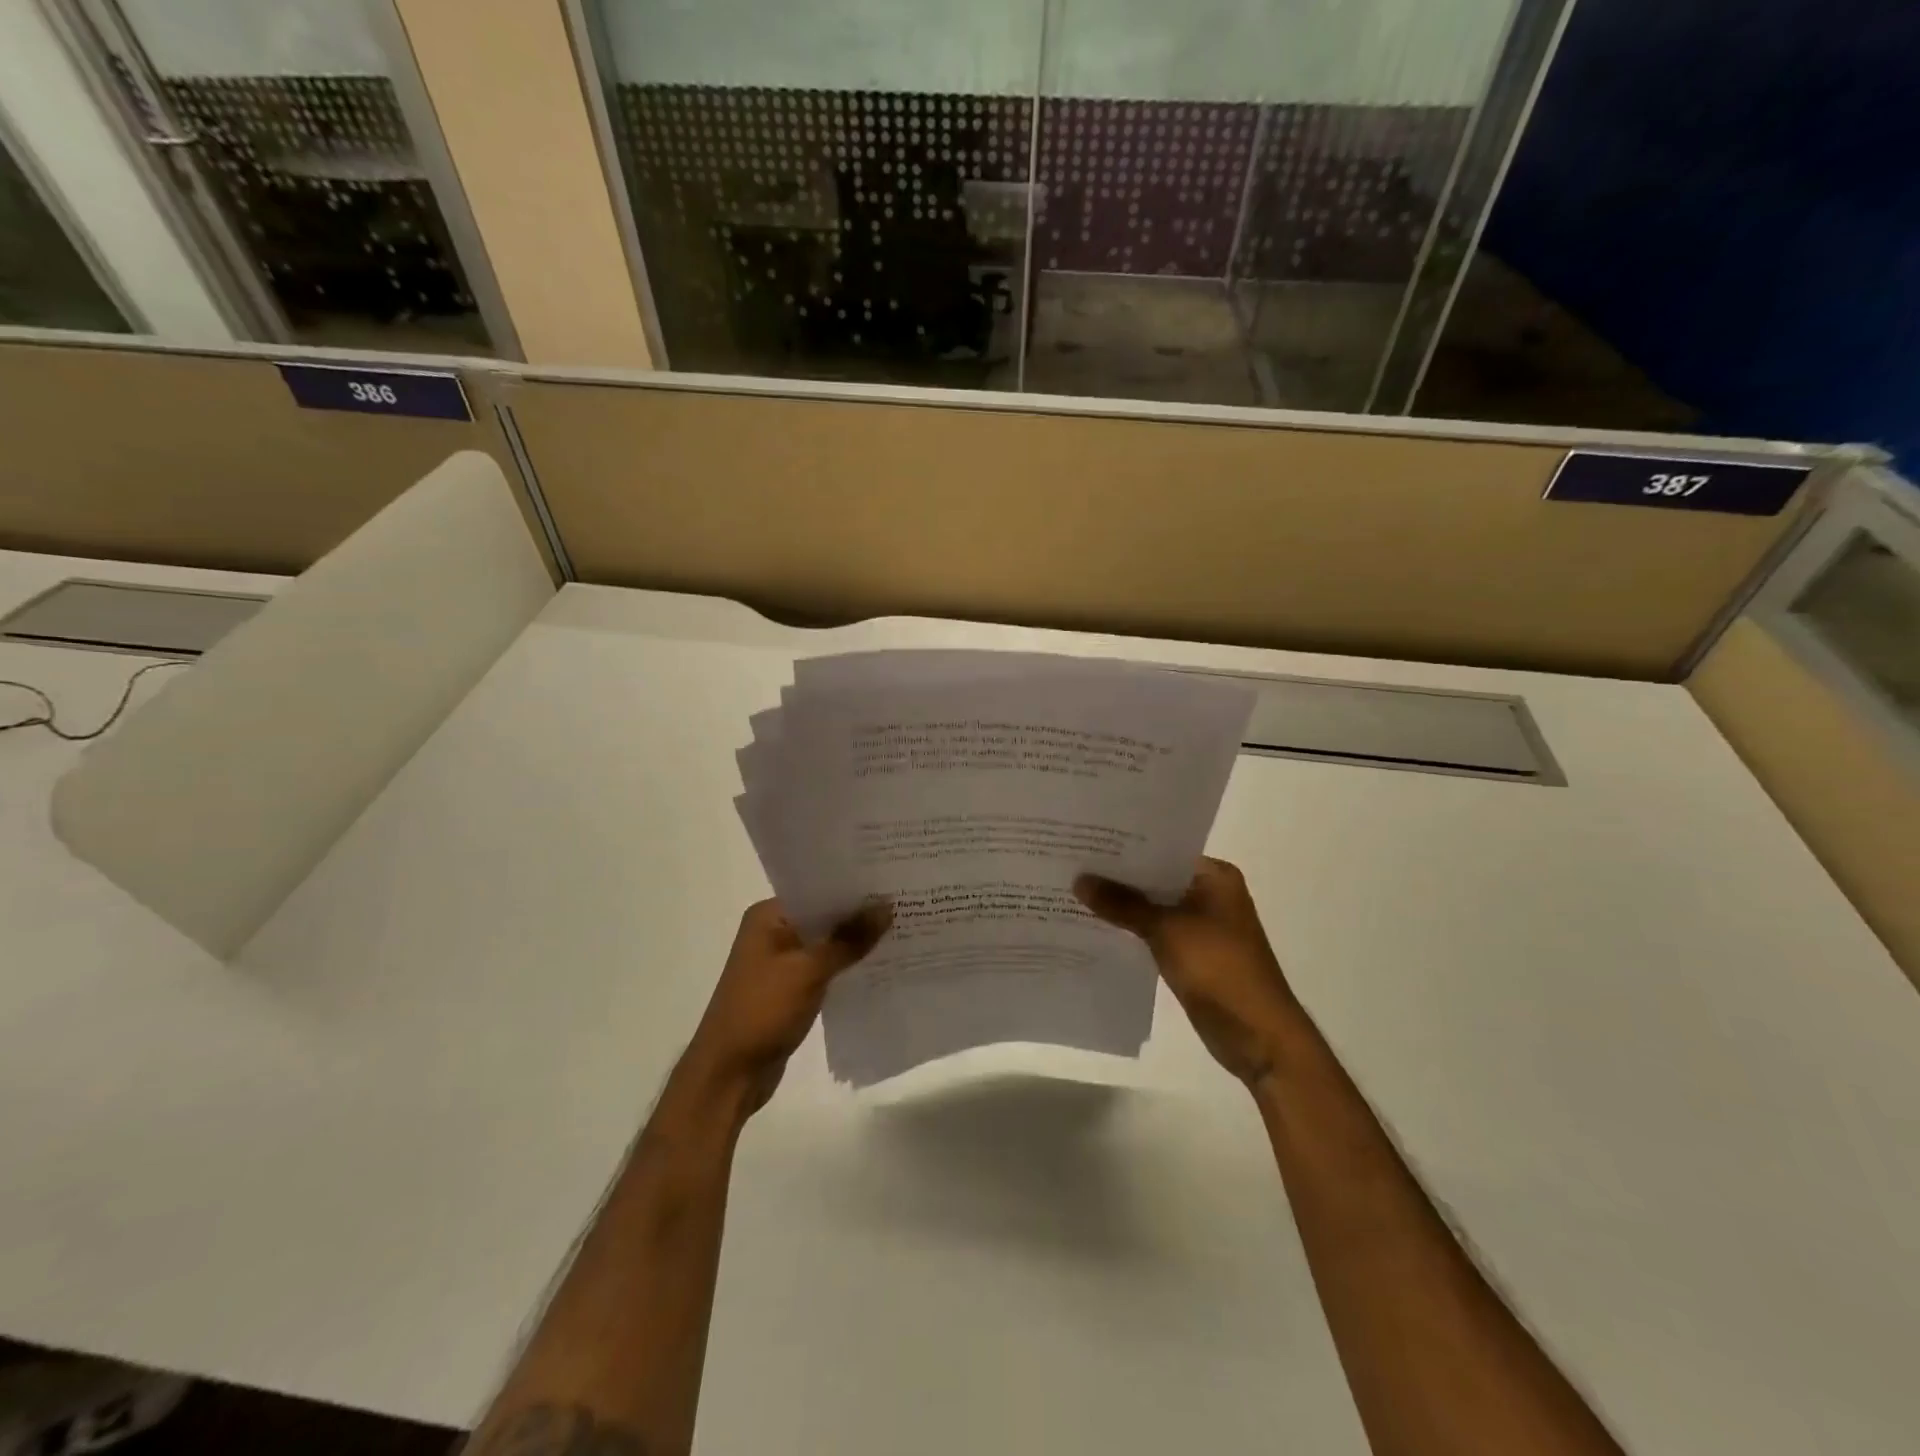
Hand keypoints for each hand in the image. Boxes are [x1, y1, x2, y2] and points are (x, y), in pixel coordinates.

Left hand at [681, 899, 891, 1114]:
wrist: (729, 1075)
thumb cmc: (762, 1011)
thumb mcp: (808, 970)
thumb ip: (849, 939)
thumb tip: (886, 906)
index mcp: (769, 916)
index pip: (818, 889)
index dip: (854, 886)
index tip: (892, 881)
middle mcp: (773, 932)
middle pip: (825, 916)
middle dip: (860, 914)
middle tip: (907, 903)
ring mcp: (781, 962)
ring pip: (827, 944)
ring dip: (856, 942)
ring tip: (903, 930)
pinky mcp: (791, 989)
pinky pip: (826, 968)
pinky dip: (847, 966)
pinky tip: (881, 965)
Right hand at [1075, 857, 1300, 1089]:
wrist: (1258, 1035)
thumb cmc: (1219, 968)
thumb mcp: (1167, 929)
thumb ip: (1122, 904)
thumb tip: (1079, 880)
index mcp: (1214, 876)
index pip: (1162, 850)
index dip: (1124, 847)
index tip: (1085, 839)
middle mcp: (1209, 894)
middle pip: (1155, 878)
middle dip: (1117, 877)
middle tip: (1070, 864)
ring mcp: (1201, 926)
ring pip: (1152, 907)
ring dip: (1121, 905)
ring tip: (1072, 891)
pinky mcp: (1191, 954)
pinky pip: (1153, 933)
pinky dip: (1130, 930)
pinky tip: (1094, 926)